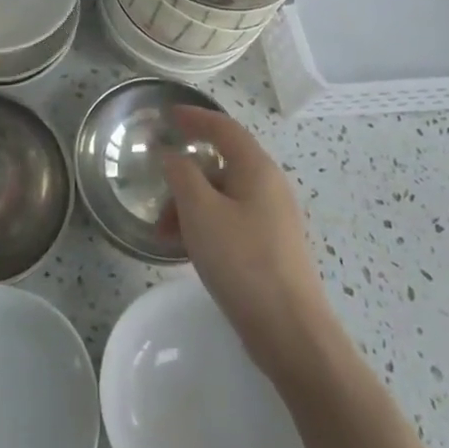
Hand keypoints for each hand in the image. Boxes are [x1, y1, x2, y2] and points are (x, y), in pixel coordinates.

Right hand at [160, 106, 330, 379]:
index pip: (224, 128)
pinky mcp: (271, 248)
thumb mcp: (200, 211)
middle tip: (157, 195)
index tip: (168, 115)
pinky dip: (205, 225)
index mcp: (257, 169)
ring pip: (223, 196)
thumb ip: (181, 173)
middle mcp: (269, 187)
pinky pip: (231, 221)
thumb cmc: (242, 261)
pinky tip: (188, 251)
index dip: (195, 117)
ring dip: (190, 206)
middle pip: (221, 164)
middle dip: (184, 176)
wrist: (291, 333)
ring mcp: (273, 219)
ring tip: (164, 235)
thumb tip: (171, 152)